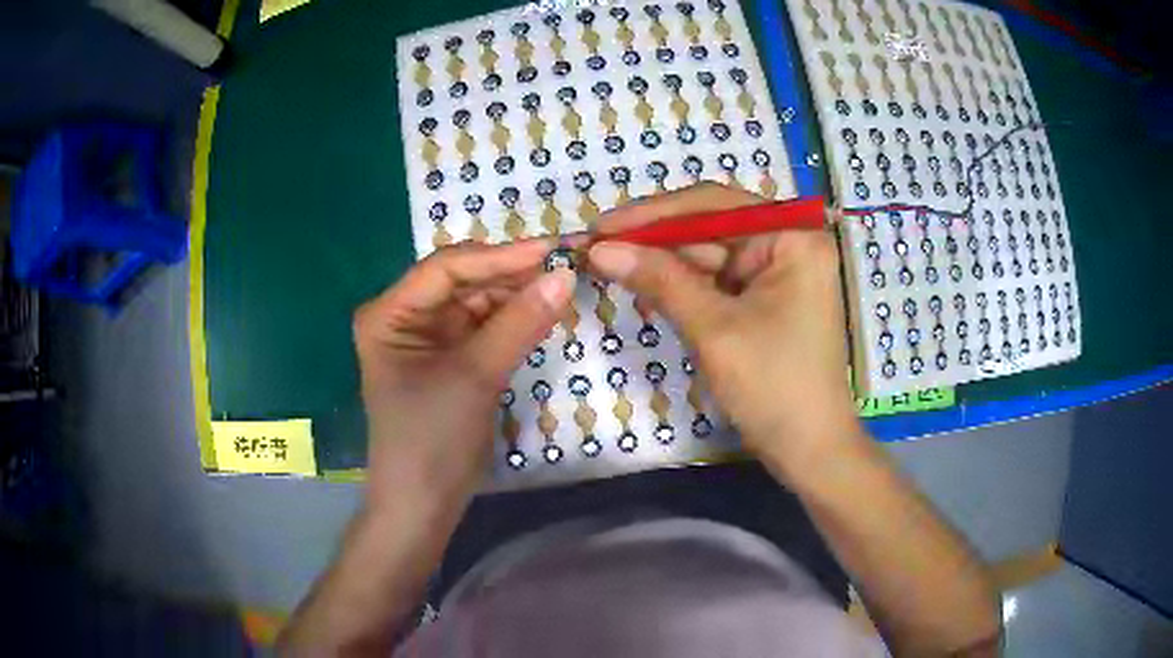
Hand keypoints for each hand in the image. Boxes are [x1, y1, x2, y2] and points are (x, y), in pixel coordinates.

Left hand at [353, 240, 574, 509]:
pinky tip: (543, 311)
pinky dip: (513, 321)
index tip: (552, 250)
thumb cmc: (432, 440)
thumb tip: (565, 276)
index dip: (500, 256)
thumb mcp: (475, 376)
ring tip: (562, 285)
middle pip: (463, 281)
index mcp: (389, 313)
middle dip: (512, 274)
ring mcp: (429, 338)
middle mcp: (405, 316)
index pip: (446, 268)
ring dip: (517, 295)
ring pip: (478, 302)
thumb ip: (519, 323)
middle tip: (565, 263)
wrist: (423, 504)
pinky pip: (485, 327)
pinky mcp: (450, 358)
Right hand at [588, 183, 861, 473]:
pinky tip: (644, 286)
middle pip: (710, 227)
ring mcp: (778, 272)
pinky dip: (682, 286)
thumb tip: (600, 249)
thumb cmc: (774, 386)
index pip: (714, 204)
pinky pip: (717, 281)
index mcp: (793, 237)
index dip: (653, 214)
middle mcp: (788, 243)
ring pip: (709, 255)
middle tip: (595, 249)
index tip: (601, 226)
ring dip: (663, 263)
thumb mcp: (714, 329)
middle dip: (654, 240)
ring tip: (609, 266)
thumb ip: (659, 280)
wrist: (809, 451)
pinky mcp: (766, 299)